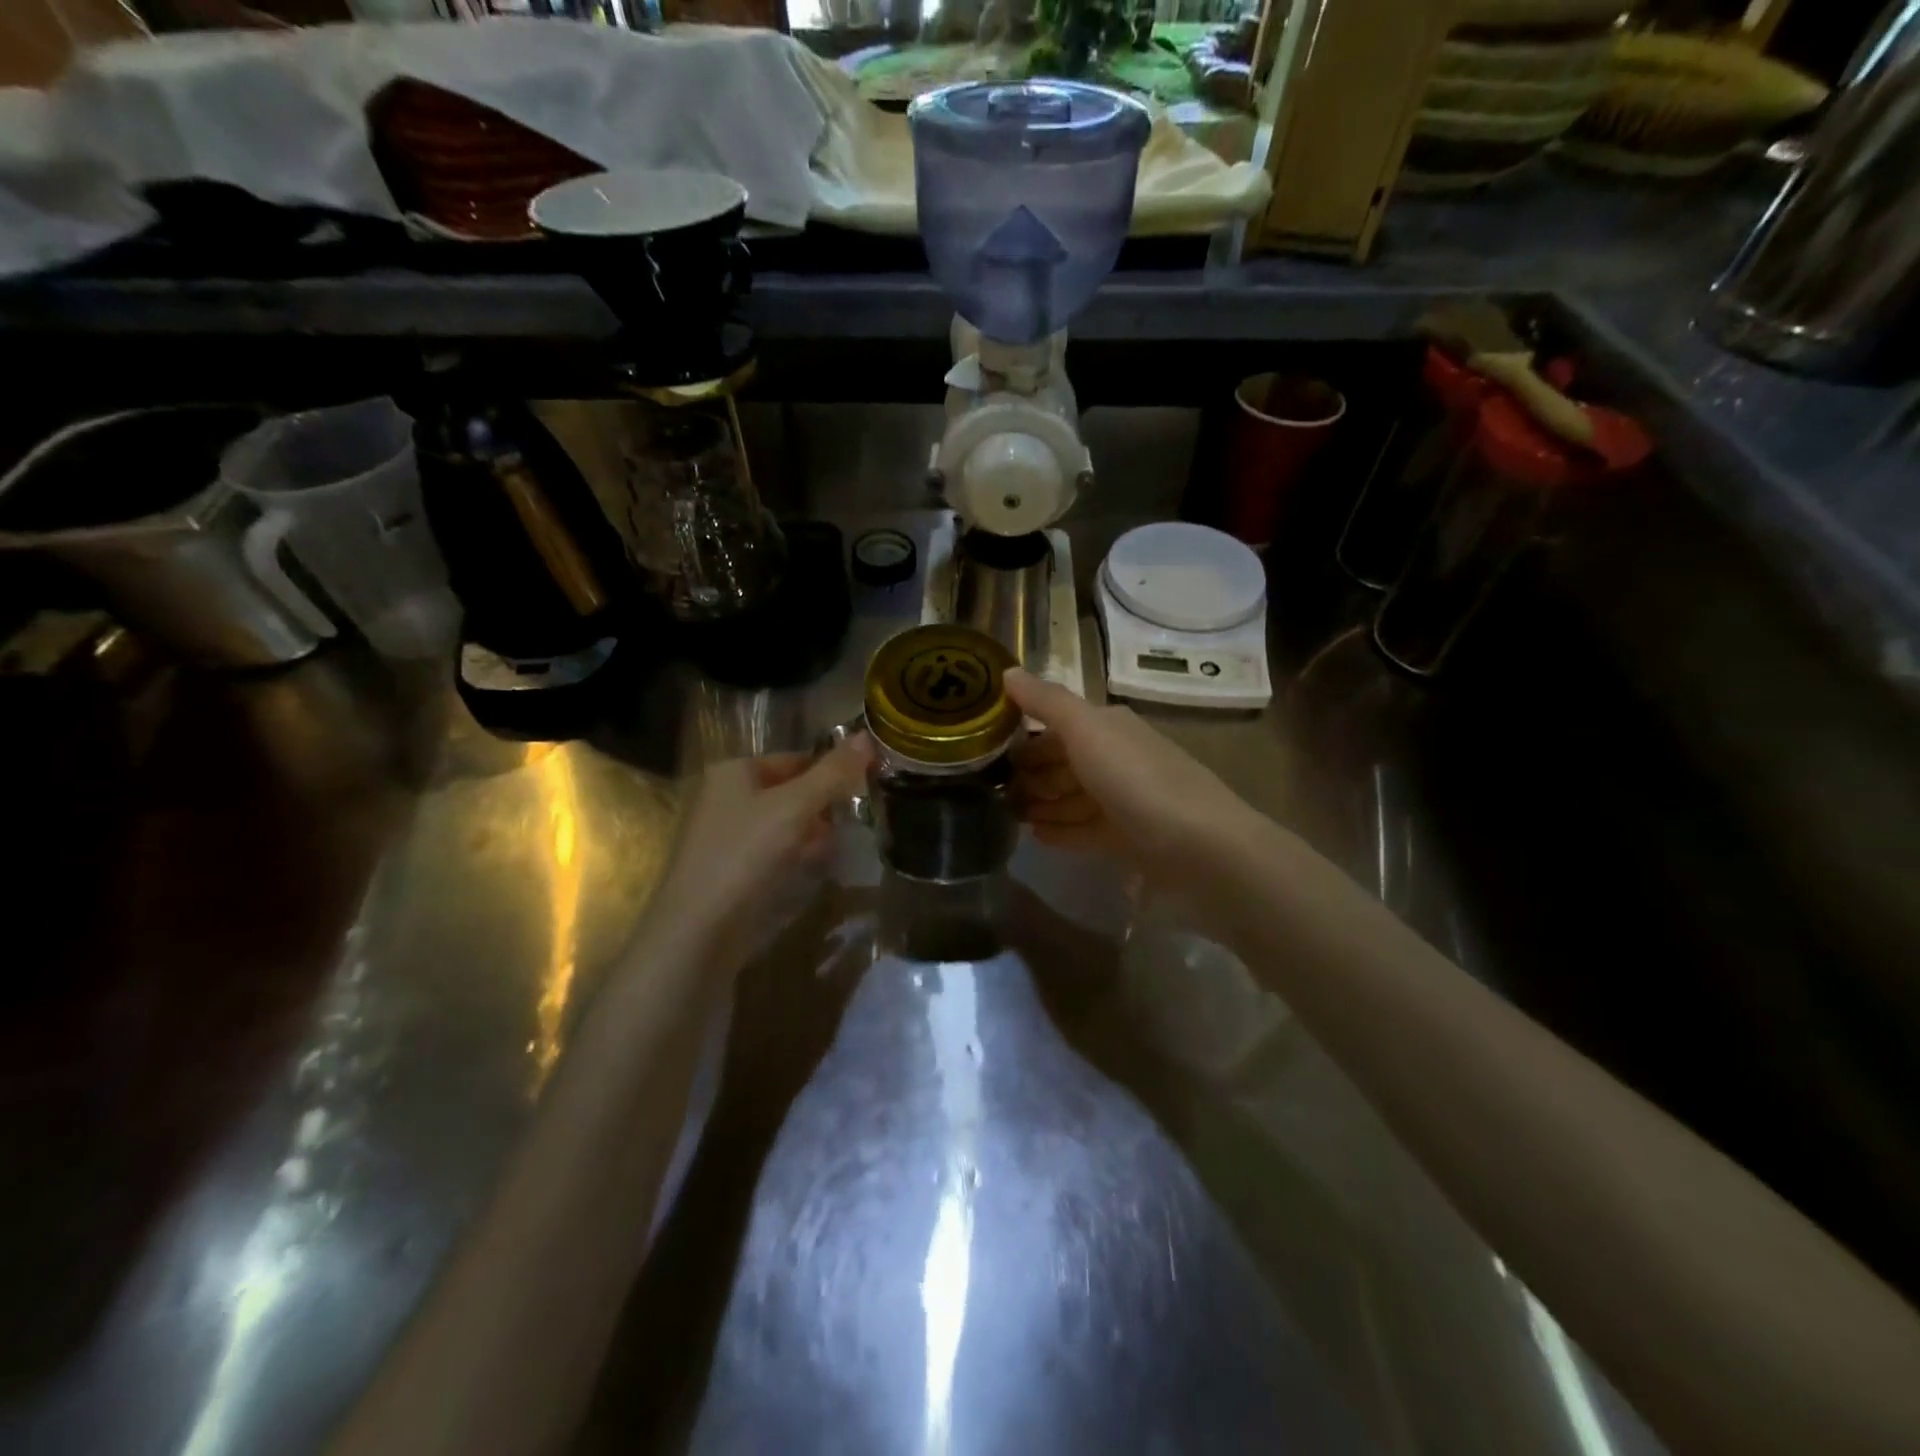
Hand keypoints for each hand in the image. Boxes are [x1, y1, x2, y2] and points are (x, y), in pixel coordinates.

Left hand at [651, 734, 872, 968]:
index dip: (831, 769)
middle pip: (790, 791)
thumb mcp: (796, 807)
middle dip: (824, 804)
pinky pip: (773, 853)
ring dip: (813, 832)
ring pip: (784, 824)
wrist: (698, 931)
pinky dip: (797, 856)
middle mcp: (726, 798)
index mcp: (734, 772)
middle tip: (859, 817)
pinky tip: (816, 867)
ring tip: (843, 843)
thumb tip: (867, 736)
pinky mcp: (732, 871)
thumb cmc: (745, 855)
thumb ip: (833, 773)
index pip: (795, 758)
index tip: (867, 785)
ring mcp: (726, 837)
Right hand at [1005, 668, 1263, 891]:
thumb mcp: (1087, 731)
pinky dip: (1062, 831)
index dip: (1024, 737)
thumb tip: (1008, 671)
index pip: (1058, 725)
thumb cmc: (1138, 782)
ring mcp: (1126, 802)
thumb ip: (1047, 702)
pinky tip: (1037, 838)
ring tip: (1010, 815)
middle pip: (1065, 762)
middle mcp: (1119, 759)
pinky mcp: (1131, 840)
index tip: (986, 752)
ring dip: (1044, 803)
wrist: (1202, 850)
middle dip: (1032, 773)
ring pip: (1074, 798)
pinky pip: (1086, 831)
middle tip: (993, 791)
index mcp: (1110, 728)